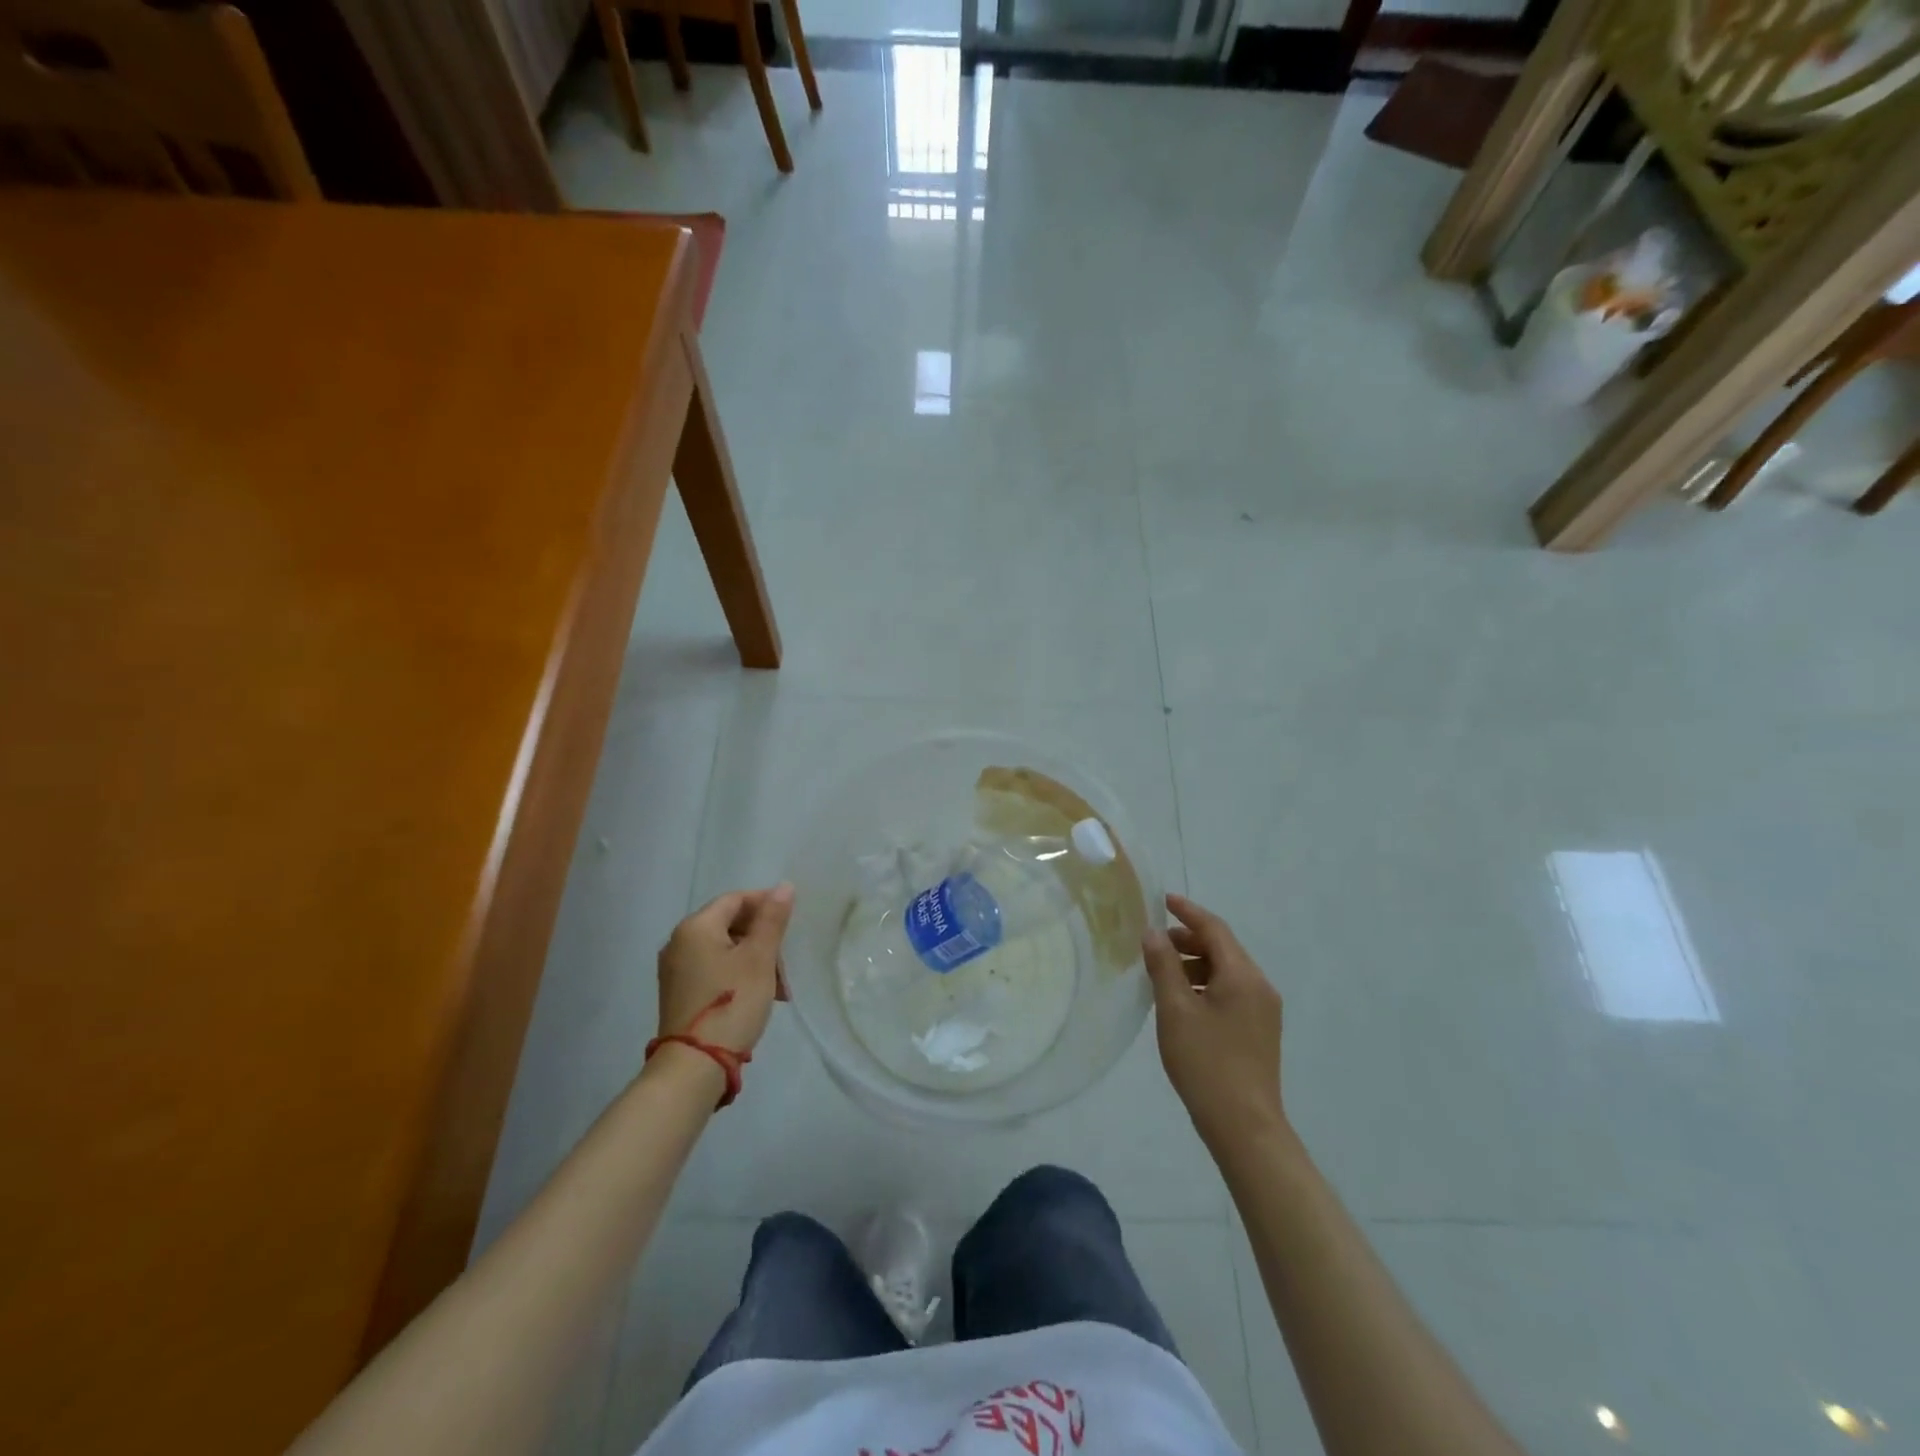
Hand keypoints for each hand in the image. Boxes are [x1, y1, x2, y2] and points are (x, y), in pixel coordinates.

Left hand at [657, 885, 794, 1058]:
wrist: (694, 1066)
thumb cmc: (731, 1003)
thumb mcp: (759, 958)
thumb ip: (772, 919)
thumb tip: (783, 886)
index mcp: (695, 927)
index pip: (735, 899)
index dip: (766, 904)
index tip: (792, 922)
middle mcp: (679, 942)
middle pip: (730, 924)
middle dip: (763, 938)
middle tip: (786, 963)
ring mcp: (676, 970)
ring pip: (724, 949)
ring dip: (754, 960)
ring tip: (779, 988)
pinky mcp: (679, 993)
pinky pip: (713, 969)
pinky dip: (738, 974)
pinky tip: (757, 996)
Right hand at [1143, 893, 1284, 1149]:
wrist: (1244, 1127)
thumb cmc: (1206, 1063)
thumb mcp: (1175, 1010)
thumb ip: (1164, 966)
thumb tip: (1153, 934)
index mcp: (1243, 976)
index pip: (1214, 929)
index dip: (1187, 912)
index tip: (1163, 900)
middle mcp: (1260, 986)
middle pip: (1223, 948)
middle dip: (1188, 940)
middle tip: (1154, 944)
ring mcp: (1263, 1010)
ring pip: (1226, 972)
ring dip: (1195, 964)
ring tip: (1162, 975)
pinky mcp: (1259, 1031)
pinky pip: (1231, 992)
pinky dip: (1205, 985)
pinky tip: (1182, 1002)